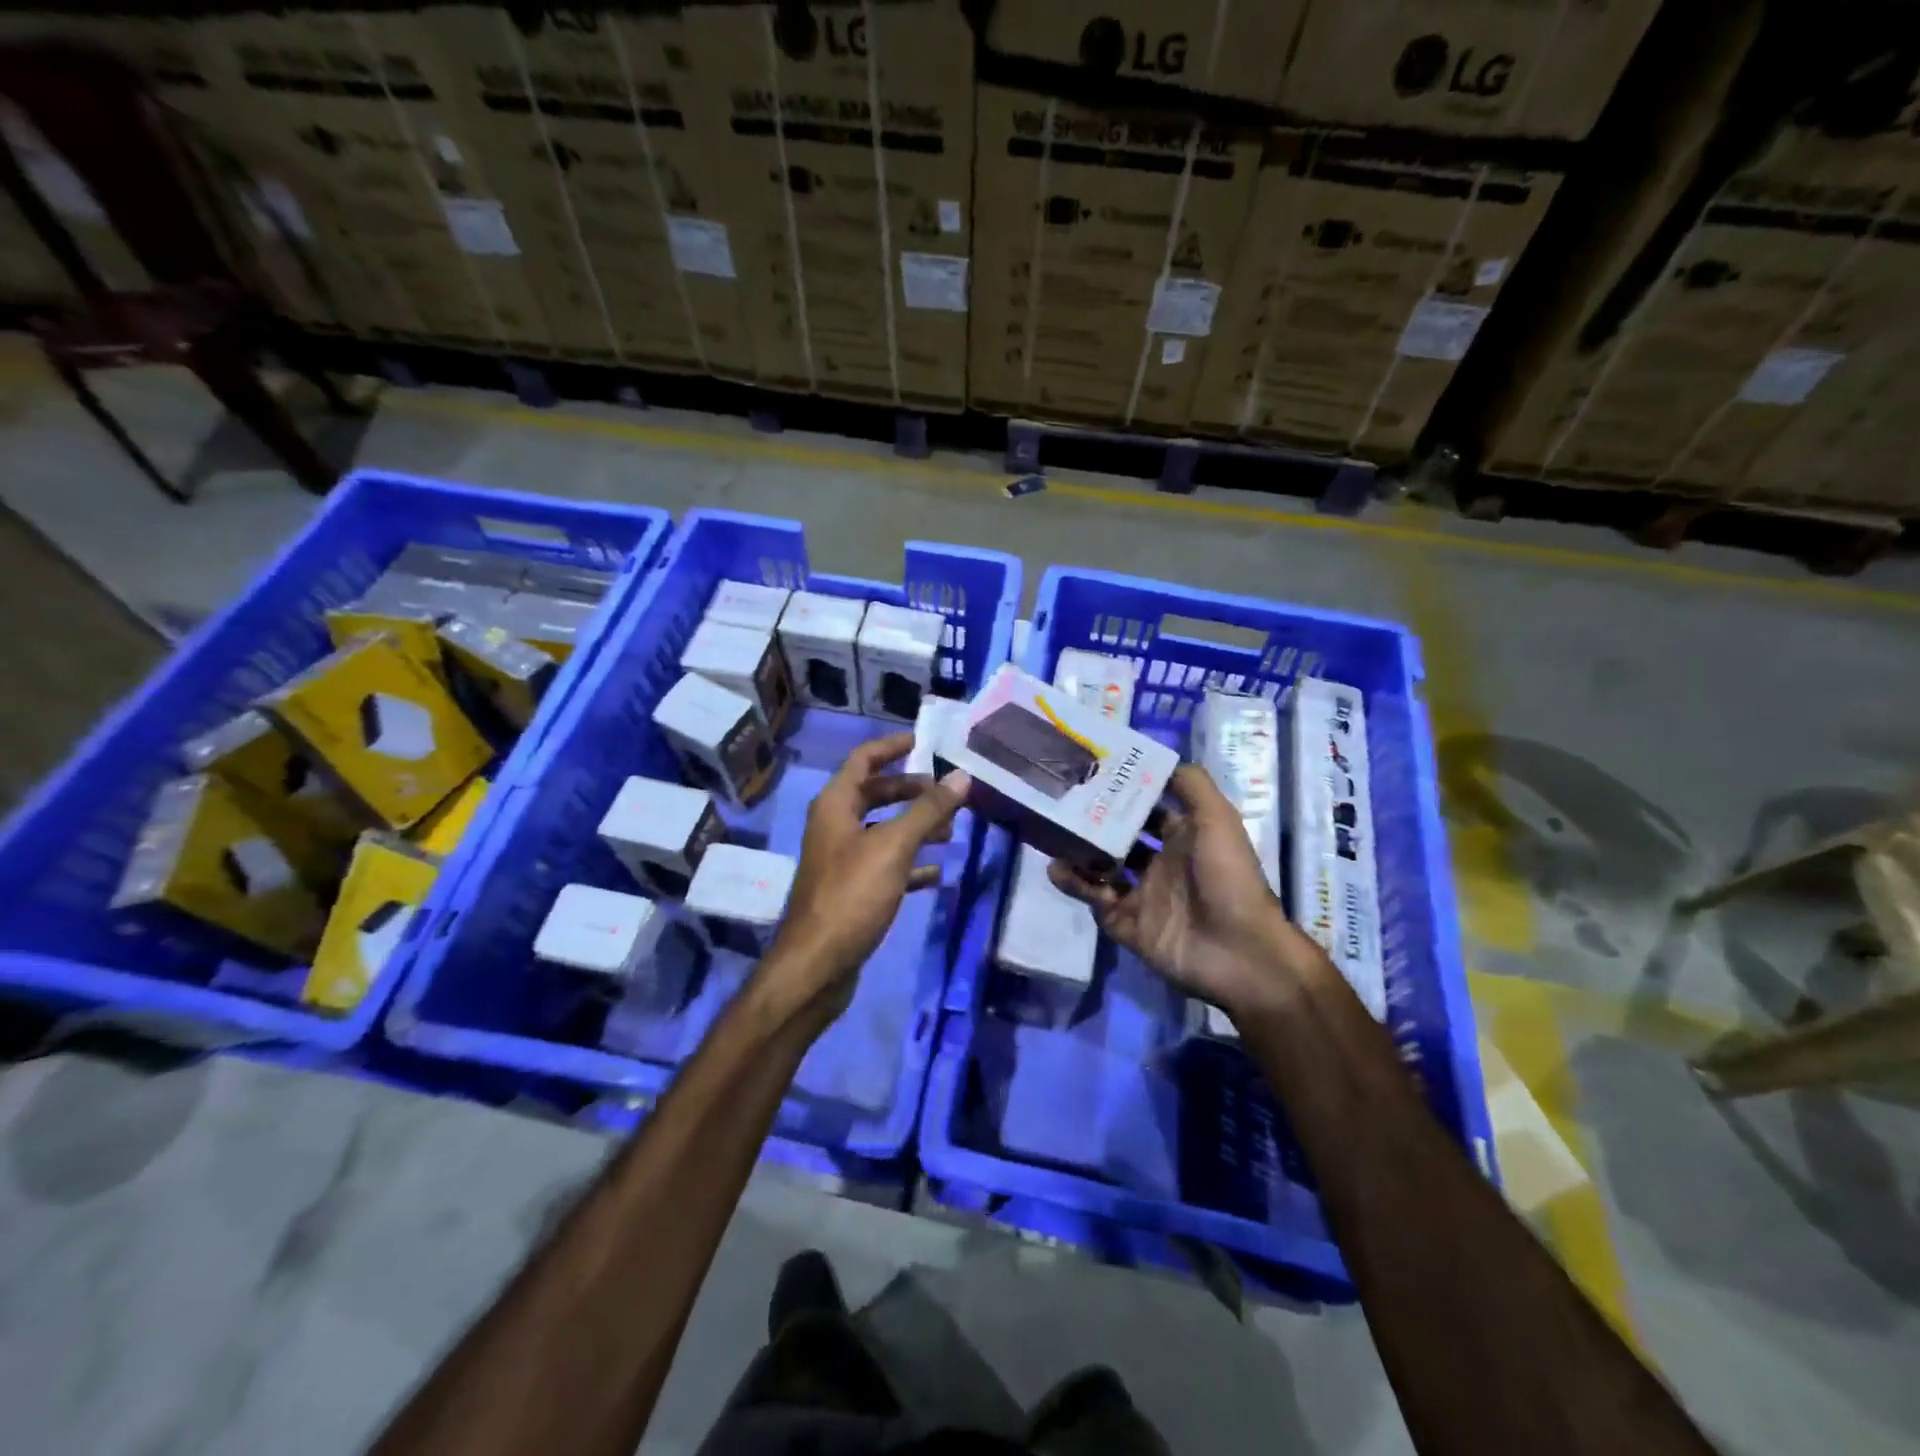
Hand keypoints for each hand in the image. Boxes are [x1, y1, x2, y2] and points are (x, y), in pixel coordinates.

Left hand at [761, 732, 969, 1027]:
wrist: (817, 965)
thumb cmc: (851, 895)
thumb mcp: (893, 847)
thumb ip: (927, 810)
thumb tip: (961, 776)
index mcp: (835, 805)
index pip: (863, 759)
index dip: (892, 746)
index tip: (924, 742)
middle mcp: (834, 826)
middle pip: (875, 794)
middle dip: (912, 791)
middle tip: (948, 793)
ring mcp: (841, 859)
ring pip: (883, 830)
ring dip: (914, 826)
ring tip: (950, 831)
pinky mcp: (851, 890)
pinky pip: (885, 865)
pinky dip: (910, 864)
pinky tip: (936, 872)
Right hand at [1050, 763, 1316, 1021]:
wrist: (1239, 951)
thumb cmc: (1228, 877)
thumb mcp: (1218, 819)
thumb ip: (1191, 786)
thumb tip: (1159, 760)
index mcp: (1182, 838)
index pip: (1146, 810)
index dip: (1124, 793)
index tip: (1091, 773)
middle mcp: (1160, 864)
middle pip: (1118, 838)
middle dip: (1093, 822)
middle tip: (1061, 803)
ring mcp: (1142, 896)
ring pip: (1101, 869)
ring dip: (1078, 854)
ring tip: (1052, 836)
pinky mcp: (1127, 925)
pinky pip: (1094, 902)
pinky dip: (1077, 886)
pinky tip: (1058, 871)